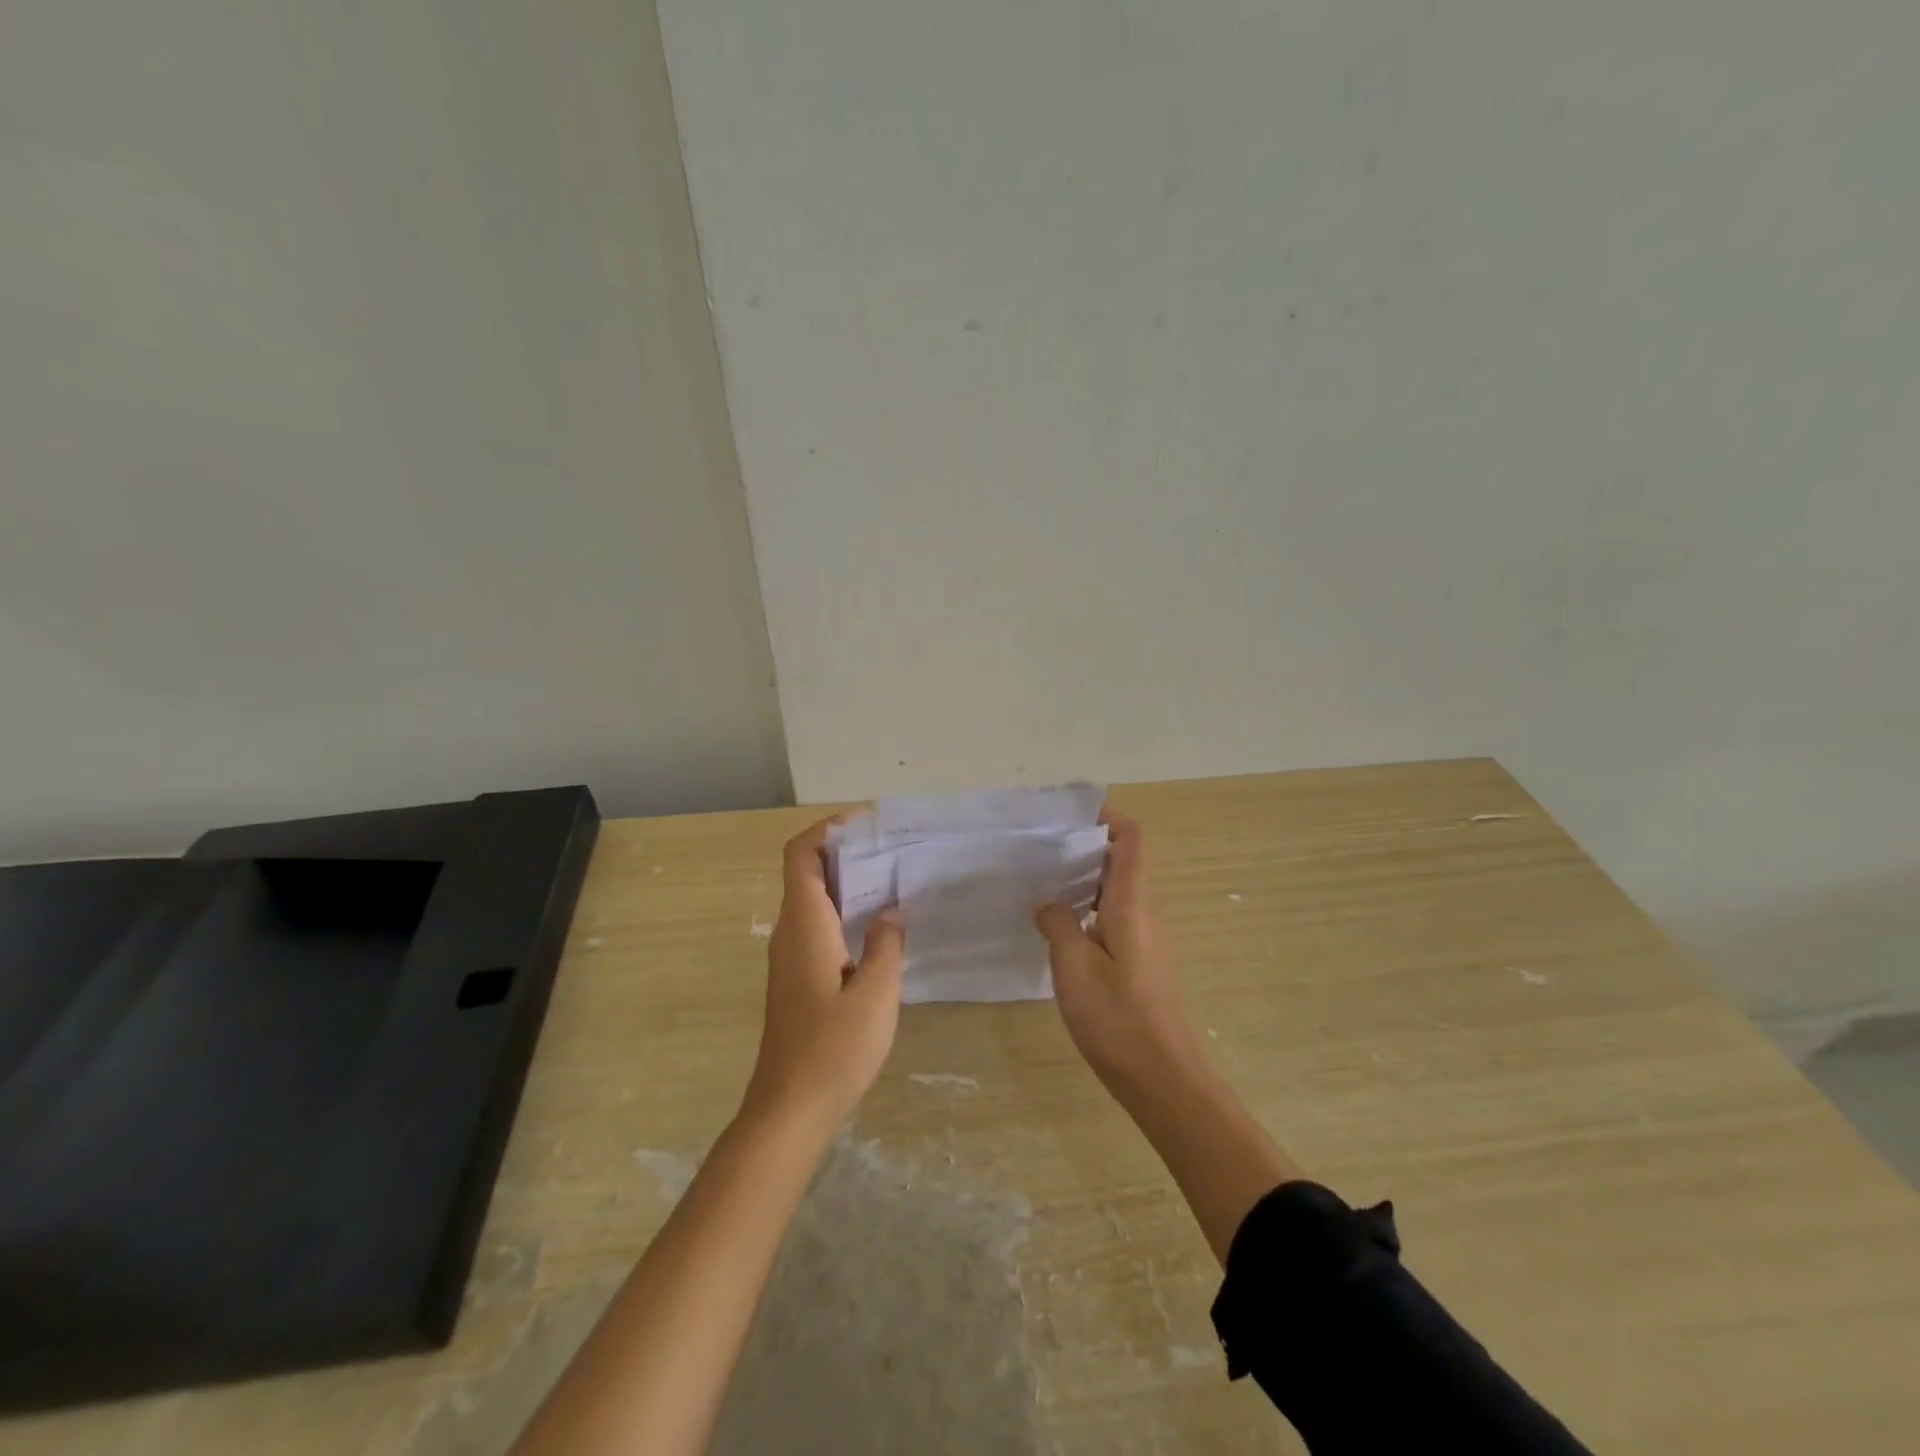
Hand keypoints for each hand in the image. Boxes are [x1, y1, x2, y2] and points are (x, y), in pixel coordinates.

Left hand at [741, 816, 905, 1136]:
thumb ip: (886, 944)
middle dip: (843, 852)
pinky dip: (843, 912)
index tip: (864, 823)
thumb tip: (892, 912)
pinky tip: (877, 928)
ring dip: (845, 883)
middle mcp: (790, 933)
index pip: (800, 855)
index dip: (826, 829)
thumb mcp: (876, 993)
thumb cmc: (834, 1049)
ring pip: (812, 901)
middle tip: (889, 849)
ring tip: (890, 880)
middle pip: (806, 873)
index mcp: (805, 925)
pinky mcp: (797, 979)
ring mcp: (790, 958)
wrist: (789, 1110)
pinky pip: (817, 927)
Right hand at [1035, 813, 1201, 1097]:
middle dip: (1086, 848)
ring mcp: (1146, 940)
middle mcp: (1145, 914)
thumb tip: (1048, 902)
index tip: (1072, 814)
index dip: (1109, 817)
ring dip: (1084, 881)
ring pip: (1116, 893)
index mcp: (1131, 904)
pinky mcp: (1141, 964)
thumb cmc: (1118, 1018)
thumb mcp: (1073, 967)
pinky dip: (1089, 910)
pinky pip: (1115, 920)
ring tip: (1043, 884)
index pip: (1131, 841)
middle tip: (1042, 850)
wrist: (1165, 1080)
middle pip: (1122, 862)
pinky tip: (1060, 929)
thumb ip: (1058, 924)